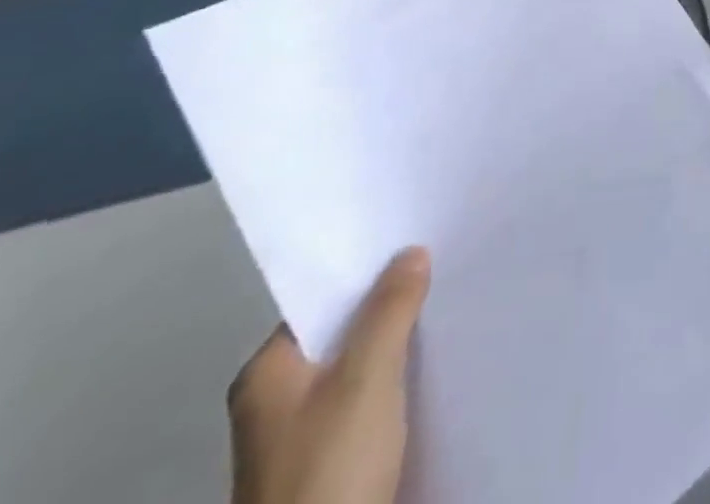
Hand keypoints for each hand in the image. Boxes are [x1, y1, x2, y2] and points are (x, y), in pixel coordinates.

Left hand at [229, 248, 431, 503]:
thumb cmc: (330, 466)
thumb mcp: (367, 375)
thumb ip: (390, 309)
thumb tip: (409, 253)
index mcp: (265, 376)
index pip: (321, 301)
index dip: (367, 272)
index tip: (415, 244)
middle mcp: (273, 403)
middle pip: (341, 333)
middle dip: (388, 306)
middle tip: (440, 269)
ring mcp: (299, 439)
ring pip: (356, 368)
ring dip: (395, 345)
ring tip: (444, 308)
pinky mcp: (327, 465)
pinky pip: (365, 402)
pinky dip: (394, 382)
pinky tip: (429, 367)